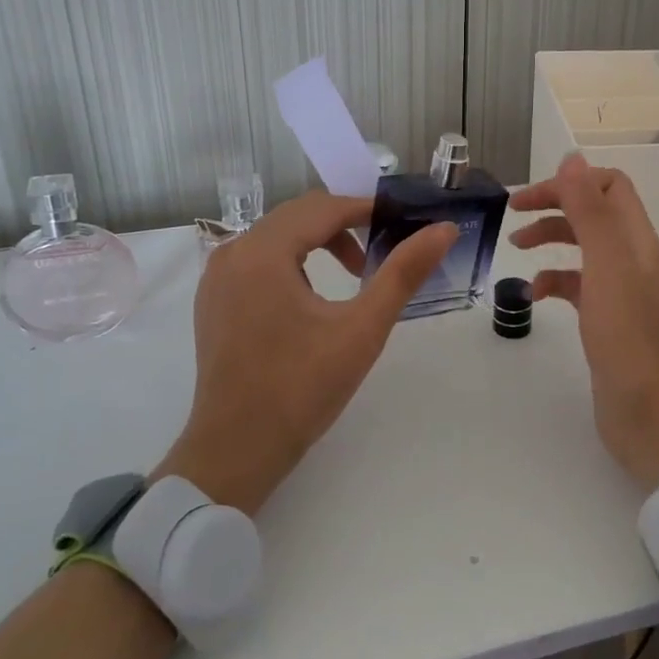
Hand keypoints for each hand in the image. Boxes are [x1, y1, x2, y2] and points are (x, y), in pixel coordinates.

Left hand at [154, 192, 457, 514]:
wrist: (236, 451)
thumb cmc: (301, 388)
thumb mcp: (361, 329)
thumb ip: (403, 273)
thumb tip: (445, 229)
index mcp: (262, 252)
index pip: (323, 207)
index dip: (368, 209)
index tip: (403, 223)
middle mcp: (232, 253)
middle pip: (298, 216)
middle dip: (345, 225)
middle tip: (384, 250)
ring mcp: (217, 278)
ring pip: (277, 236)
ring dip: (319, 242)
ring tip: (355, 275)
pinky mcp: (213, 301)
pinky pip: (258, 260)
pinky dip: (292, 261)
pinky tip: (313, 296)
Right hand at [509, 154, 658, 487]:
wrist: (650, 414)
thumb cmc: (627, 337)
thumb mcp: (606, 266)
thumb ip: (590, 210)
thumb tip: (572, 157)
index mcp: (635, 239)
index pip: (609, 186)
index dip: (570, 182)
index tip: (530, 197)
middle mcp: (631, 258)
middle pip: (592, 213)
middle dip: (554, 206)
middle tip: (514, 214)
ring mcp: (619, 291)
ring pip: (582, 248)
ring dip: (551, 239)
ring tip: (517, 249)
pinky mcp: (606, 320)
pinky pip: (576, 286)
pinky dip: (553, 280)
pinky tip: (533, 295)